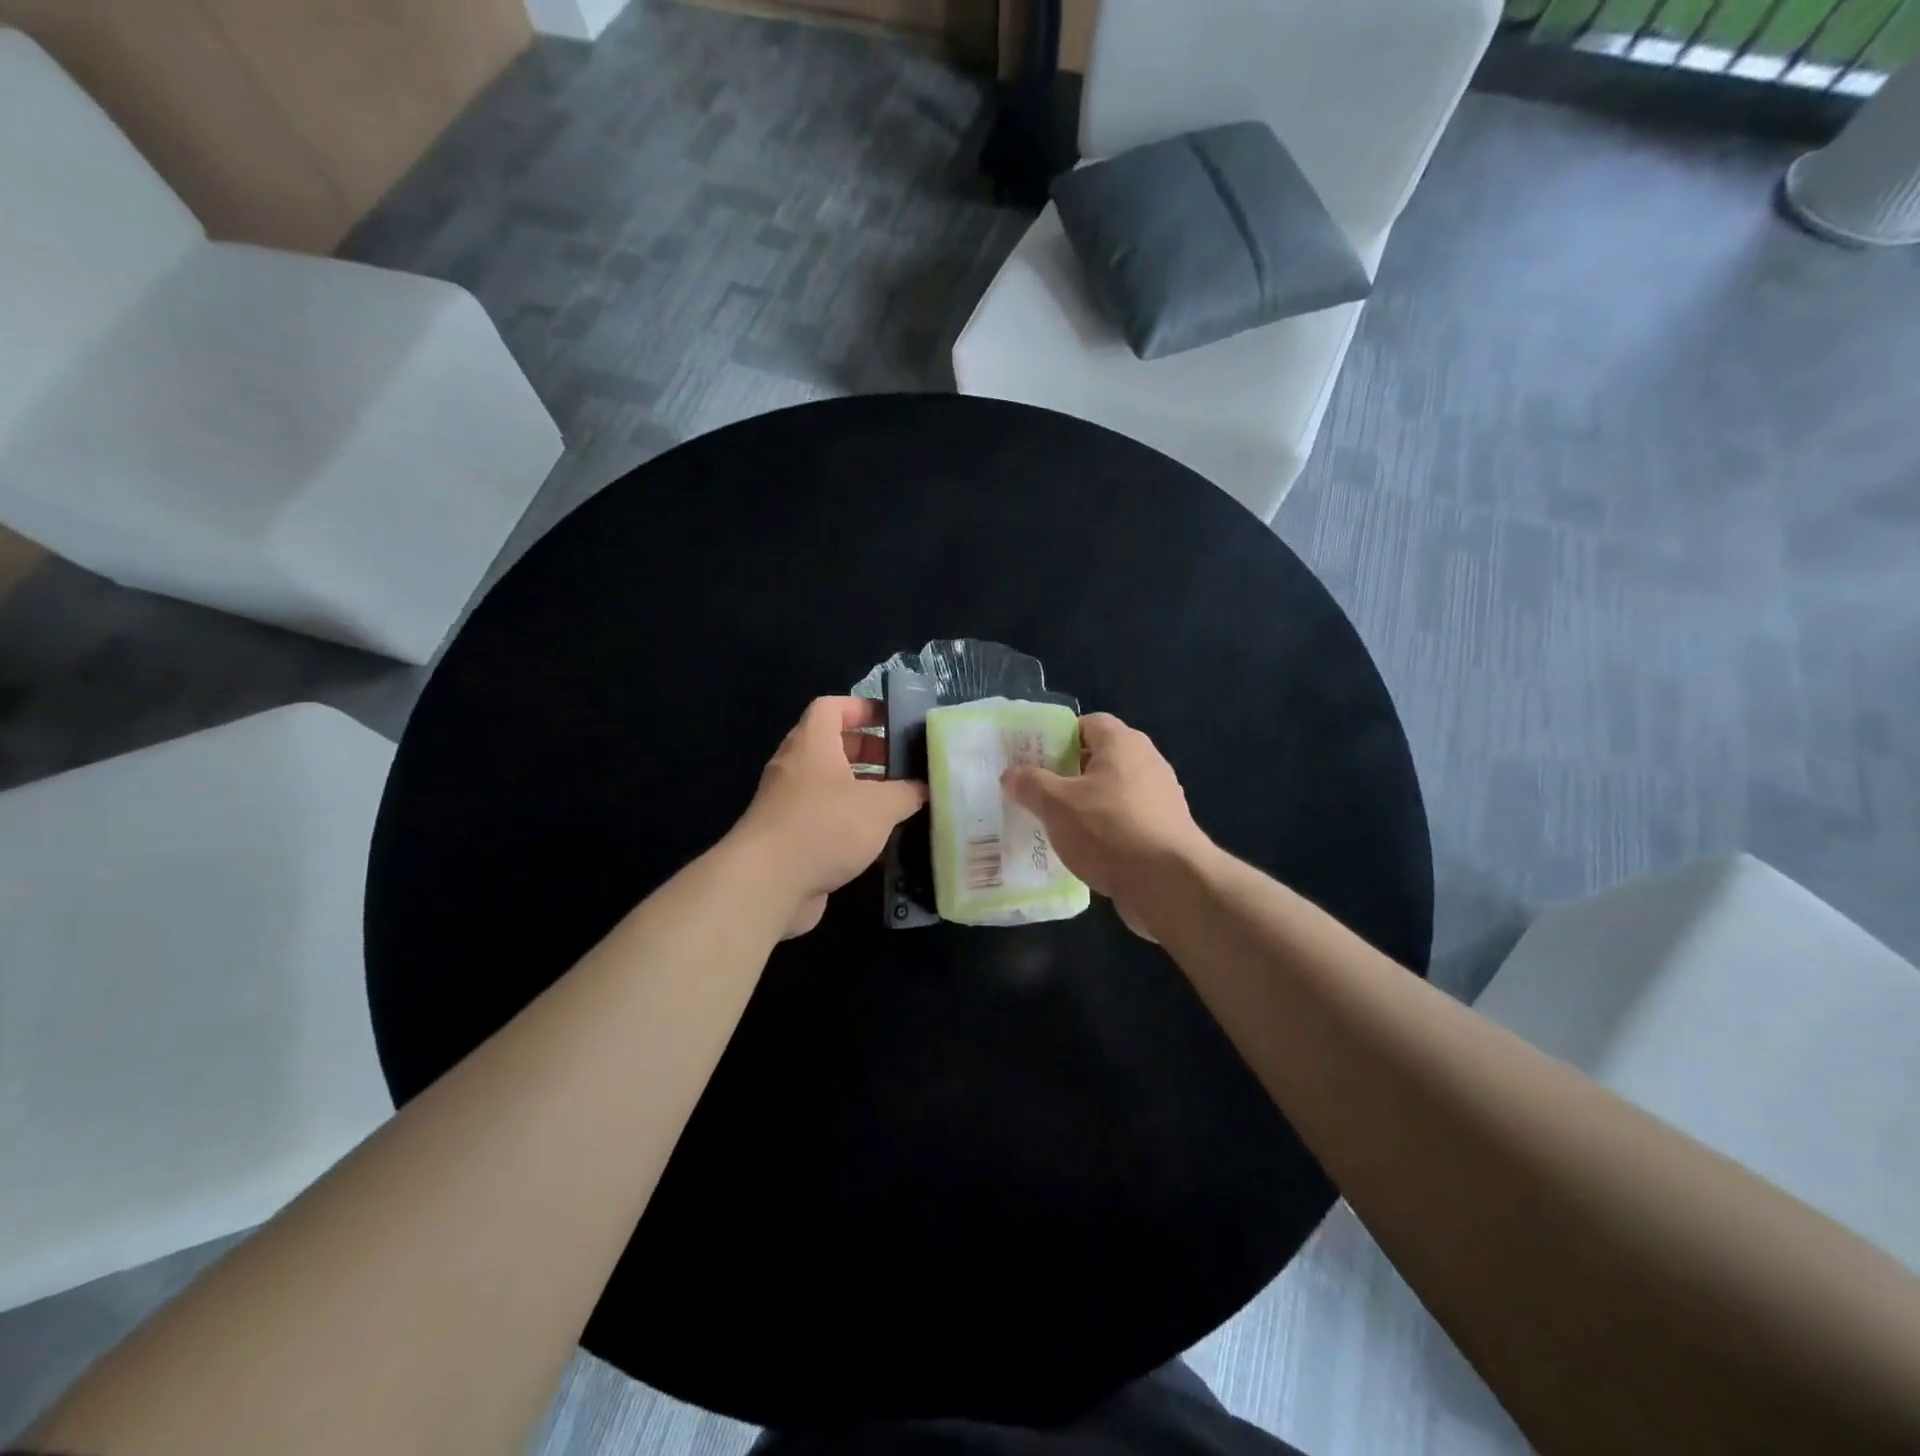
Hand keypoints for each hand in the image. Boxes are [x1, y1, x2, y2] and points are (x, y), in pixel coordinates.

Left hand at [734, 697, 927, 937]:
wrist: (767, 884)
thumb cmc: (825, 826)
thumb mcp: (879, 805)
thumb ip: (906, 792)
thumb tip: (924, 788)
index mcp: (812, 744)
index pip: (832, 707)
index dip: (863, 708)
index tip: (893, 720)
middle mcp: (796, 767)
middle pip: (833, 746)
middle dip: (870, 752)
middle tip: (904, 765)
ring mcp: (789, 803)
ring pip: (830, 785)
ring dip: (863, 790)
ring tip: (900, 803)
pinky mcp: (789, 837)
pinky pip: (825, 818)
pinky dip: (850, 823)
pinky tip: (880, 841)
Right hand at [1001, 713, 1210, 933]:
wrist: (1168, 883)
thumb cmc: (1109, 830)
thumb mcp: (1056, 804)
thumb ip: (1030, 784)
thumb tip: (1010, 775)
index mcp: (1123, 743)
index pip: (1088, 723)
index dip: (1059, 736)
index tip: (1034, 758)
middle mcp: (1147, 762)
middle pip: (1100, 758)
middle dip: (1068, 773)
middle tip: (1036, 791)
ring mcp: (1160, 798)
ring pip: (1112, 792)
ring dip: (1085, 805)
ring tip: (1054, 823)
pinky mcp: (1165, 831)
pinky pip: (1125, 820)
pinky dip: (1104, 830)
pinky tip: (1083, 850)